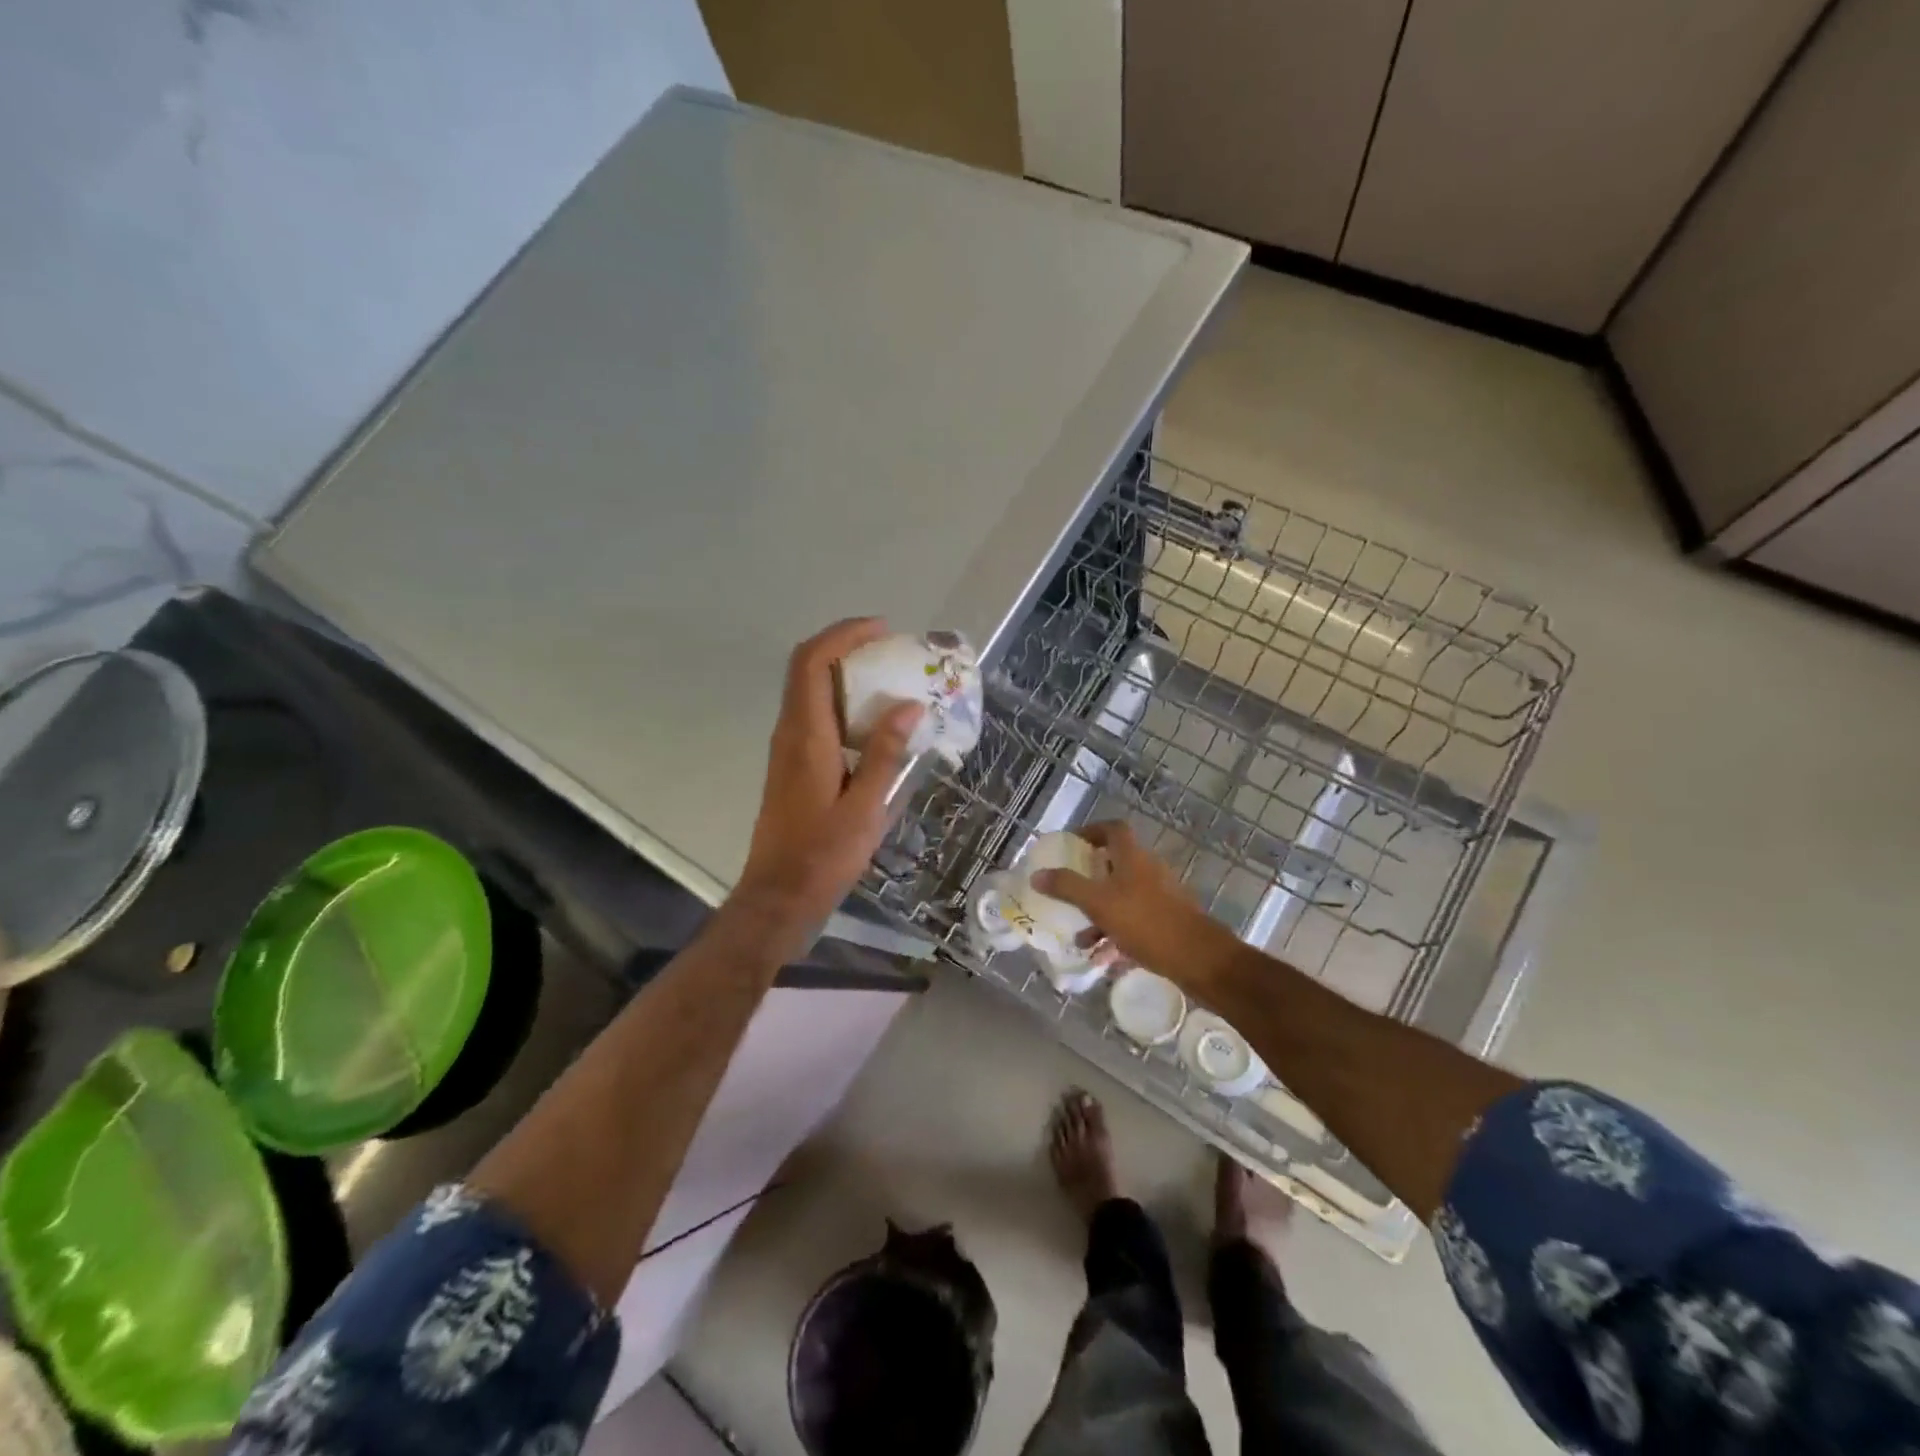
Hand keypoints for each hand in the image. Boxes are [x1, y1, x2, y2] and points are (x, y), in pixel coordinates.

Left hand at [735, 619, 922, 937]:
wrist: (780, 894)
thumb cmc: (824, 854)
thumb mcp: (865, 807)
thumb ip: (885, 753)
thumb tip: (908, 706)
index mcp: (806, 736)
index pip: (812, 662)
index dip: (844, 635)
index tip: (882, 629)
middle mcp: (790, 732)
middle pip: (807, 668)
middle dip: (846, 647)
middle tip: (890, 650)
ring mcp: (787, 748)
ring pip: (810, 690)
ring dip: (844, 672)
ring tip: (890, 679)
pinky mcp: (792, 764)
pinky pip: (814, 714)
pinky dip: (841, 701)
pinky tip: (873, 721)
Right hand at [1032, 822, 1236, 990]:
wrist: (1198, 958)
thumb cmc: (1146, 922)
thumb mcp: (1098, 903)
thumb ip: (1066, 887)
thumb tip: (1037, 874)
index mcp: (1133, 858)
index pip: (1113, 829)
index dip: (1092, 831)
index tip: (1072, 845)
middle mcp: (1148, 871)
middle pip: (1116, 865)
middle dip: (1090, 880)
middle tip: (1069, 892)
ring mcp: (1161, 896)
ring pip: (1123, 897)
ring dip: (1100, 914)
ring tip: (1082, 939)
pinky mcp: (1168, 921)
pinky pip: (1135, 921)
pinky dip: (1117, 935)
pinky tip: (1105, 959)